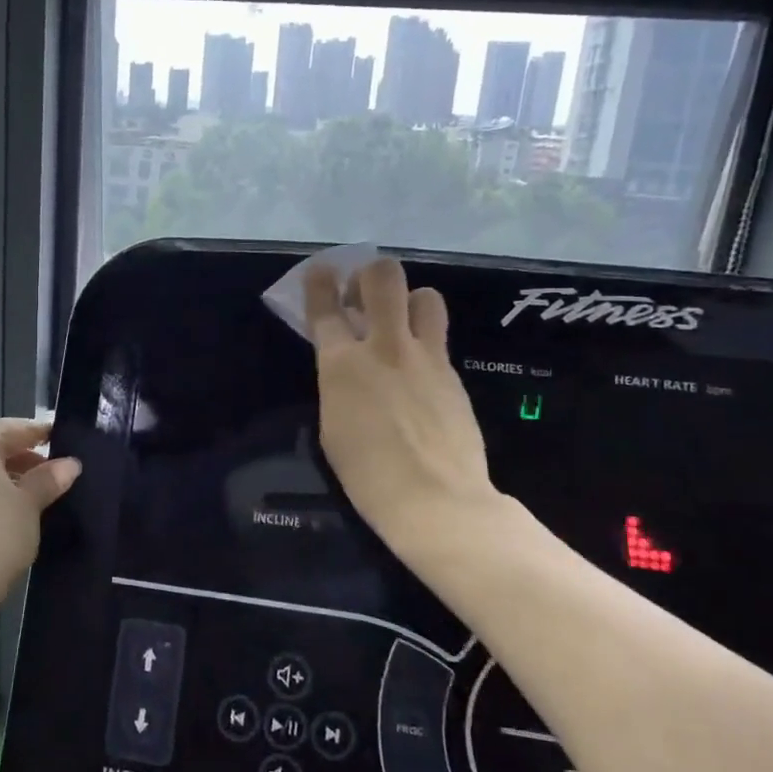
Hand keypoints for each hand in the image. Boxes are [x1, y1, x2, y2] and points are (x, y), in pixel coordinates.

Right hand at [305, 258, 503, 569]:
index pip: (325, 307)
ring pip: (425, 296)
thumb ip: (339, 384)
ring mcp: (425, 357)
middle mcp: (384, 347)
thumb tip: (349, 369)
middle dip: (369, 274)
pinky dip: (426, 342)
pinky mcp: (453, 373)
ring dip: (409, 301)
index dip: (319, 283)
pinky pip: (439, 338)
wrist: (434, 500)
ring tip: (402, 324)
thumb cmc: (367, 475)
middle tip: (364, 296)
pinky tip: (420, 371)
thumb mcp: (333, 426)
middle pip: (382, 277)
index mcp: (341, 364)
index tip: (321, 272)